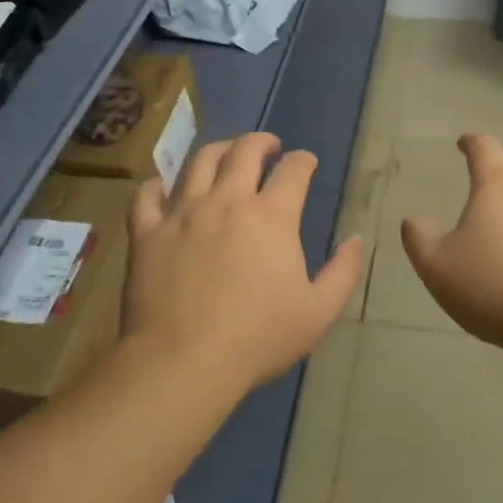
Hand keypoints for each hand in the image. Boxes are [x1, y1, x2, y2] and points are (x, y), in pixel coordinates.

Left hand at [124, 132, 363, 392]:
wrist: (183, 362)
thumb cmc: (257, 338)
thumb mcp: (318, 312)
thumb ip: (342, 272)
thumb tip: (355, 239)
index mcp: (271, 216)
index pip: (293, 170)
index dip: (304, 161)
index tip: (307, 163)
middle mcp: (227, 201)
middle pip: (244, 150)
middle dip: (262, 141)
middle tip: (269, 147)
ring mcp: (183, 213)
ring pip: (198, 161)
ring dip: (218, 150)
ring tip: (225, 155)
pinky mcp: (148, 232)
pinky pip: (147, 196)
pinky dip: (157, 186)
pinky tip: (163, 188)